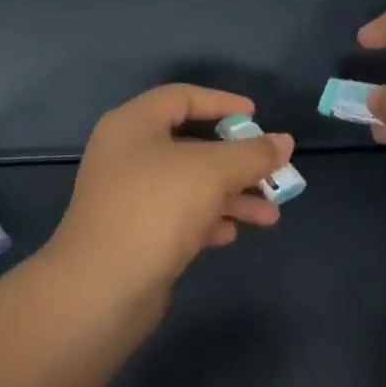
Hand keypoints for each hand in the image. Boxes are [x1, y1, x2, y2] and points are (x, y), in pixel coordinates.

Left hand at [49, 84, 295, 295]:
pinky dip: (209, 219)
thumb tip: (285, 141)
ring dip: (231, 195)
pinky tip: (233, 233)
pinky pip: (179, 216)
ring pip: (190, 184)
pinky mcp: (134, 234)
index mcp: (134, 124)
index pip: (182, 97)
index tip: (256, 117)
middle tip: (272, 171)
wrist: (101, 289)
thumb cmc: (156, 208)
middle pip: (191, 144)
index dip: (222, 102)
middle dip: (237, 160)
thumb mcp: (213, 171)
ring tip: (270, 214)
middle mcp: (128, 155)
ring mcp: (129, 197)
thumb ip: (252, 154)